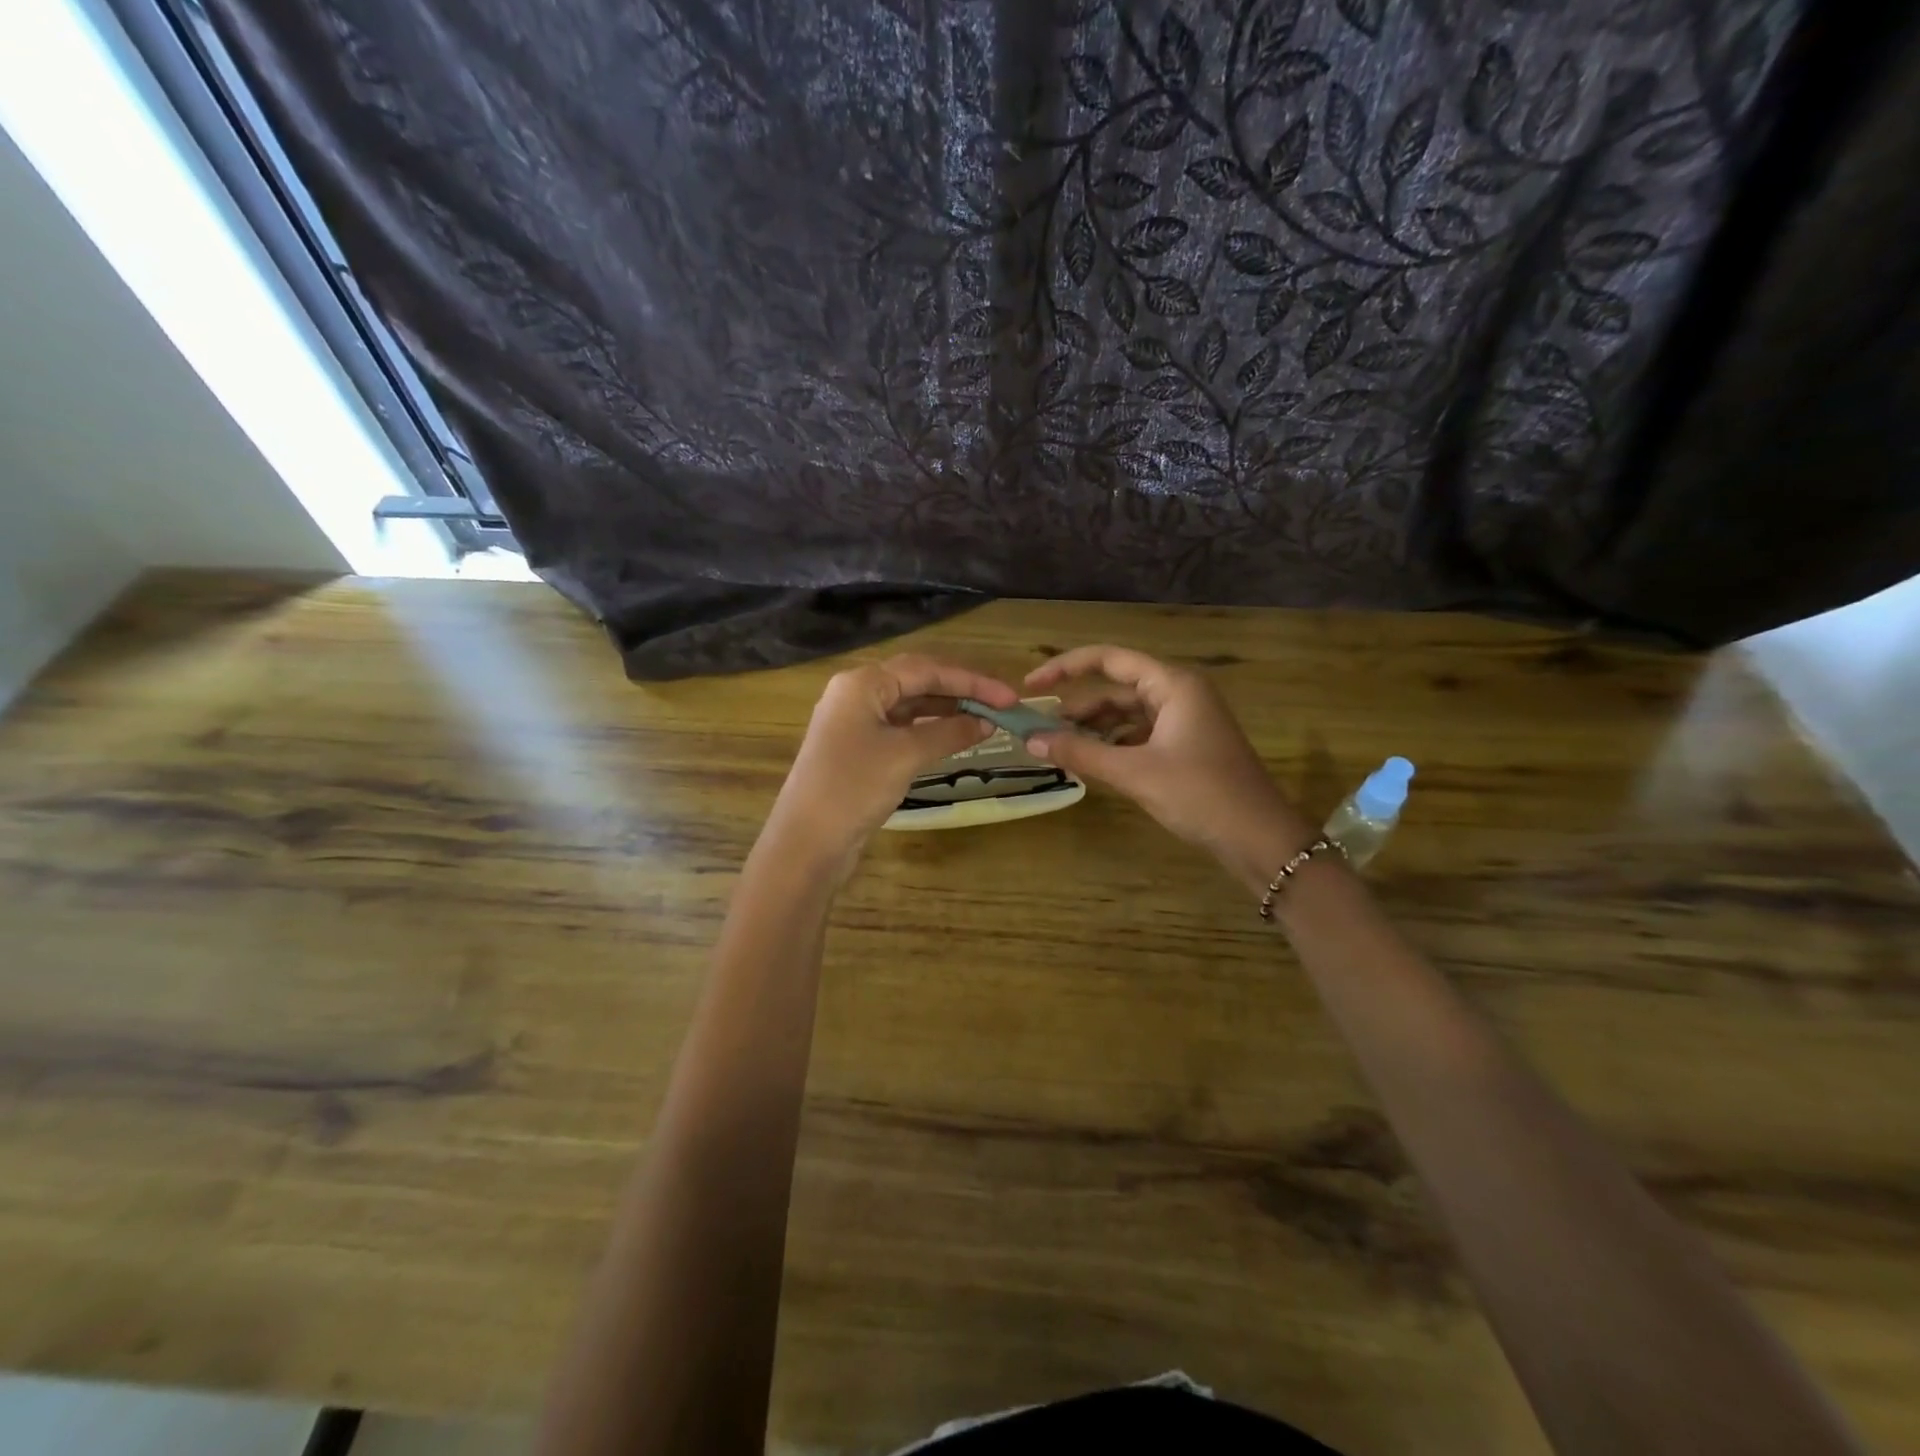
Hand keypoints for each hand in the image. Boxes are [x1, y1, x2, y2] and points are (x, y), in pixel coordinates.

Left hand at [770, 654, 1020, 863]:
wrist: (807, 841)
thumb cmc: (854, 787)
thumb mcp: (906, 755)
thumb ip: (949, 732)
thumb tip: (986, 722)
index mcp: (862, 683)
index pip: (926, 669)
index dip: (972, 682)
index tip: (1009, 698)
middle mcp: (856, 693)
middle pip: (917, 681)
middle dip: (960, 691)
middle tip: (1001, 706)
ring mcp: (855, 721)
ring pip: (909, 705)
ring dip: (946, 710)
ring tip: (985, 720)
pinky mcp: (858, 747)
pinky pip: (901, 727)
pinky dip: (929, 729)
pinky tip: (954, 736)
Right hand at [1023, 645, 1314, 890]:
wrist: (1260, 839)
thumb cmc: (1200, 795)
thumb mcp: (1135, 773)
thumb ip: (1081, 753)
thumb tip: (1030, 741)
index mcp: (1172, 684)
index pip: (1109, 659)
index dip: (1065, 668)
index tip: (1031, 684)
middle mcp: (1179, 693)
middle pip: (1116, 688)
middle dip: (1077, 707)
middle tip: (1036, 727)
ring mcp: (1185, 720)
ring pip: (1127, 714)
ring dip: (1093, 729)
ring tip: (1056, 747)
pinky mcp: (1186, 746)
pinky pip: (1139, 735)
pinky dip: (1113, 745)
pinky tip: (1090, 762)